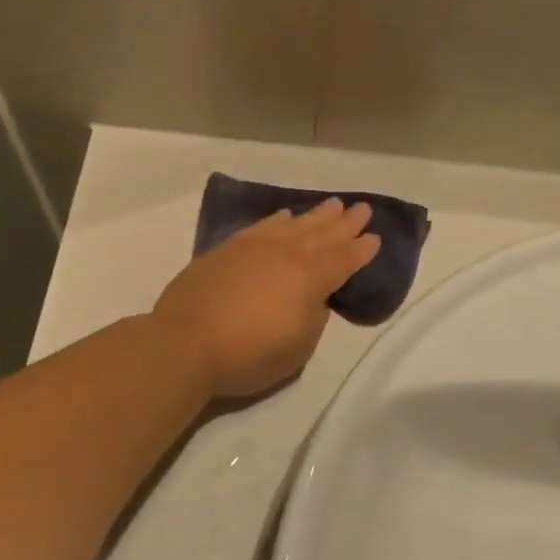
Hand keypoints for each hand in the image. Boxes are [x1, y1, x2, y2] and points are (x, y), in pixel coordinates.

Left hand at [152, 199, 379, 399]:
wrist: (184, 342)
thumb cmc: (247, 355)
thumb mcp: (298, 348)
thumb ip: (313, 318)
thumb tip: (313, 298)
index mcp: (310, 278)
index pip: (344, 260)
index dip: (361, 250)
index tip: (375, 238)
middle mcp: (286, 254)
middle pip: (322, 234)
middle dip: (345, 223)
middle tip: (362, 208)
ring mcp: (254, 247)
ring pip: (294, 224)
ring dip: (316, 216)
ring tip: (332, 205)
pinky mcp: (227, 249)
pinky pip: (262, 226)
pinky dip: (277, 220)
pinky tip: (284, 216)